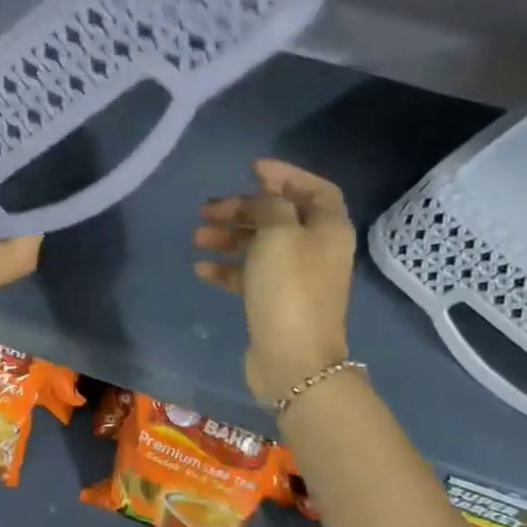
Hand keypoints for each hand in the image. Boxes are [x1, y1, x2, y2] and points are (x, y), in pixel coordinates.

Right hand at [194, 158, 356, 404]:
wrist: (293, 358)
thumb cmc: (289, 288)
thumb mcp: (279, 233)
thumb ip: (269, 204)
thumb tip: (262, 198)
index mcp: (328, 228)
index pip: (313, 188)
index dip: (285, 174)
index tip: (250, 169)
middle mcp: (316, 248)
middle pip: (278, 215)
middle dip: (242, 207)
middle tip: (207, 209)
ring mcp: (295, 277)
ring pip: (259, 244)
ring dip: (228, 236)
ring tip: (197, 237)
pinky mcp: (274, 301)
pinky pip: (249, 274)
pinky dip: (226, 267)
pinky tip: (202, 269)